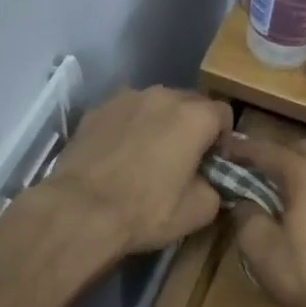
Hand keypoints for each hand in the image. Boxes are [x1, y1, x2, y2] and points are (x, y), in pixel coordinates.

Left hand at [43, 86, 233, 256]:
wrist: (80, 211)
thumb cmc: (147, 211)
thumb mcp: (201, 210)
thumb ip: (216, 187)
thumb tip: (209, 182)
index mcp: (195, 116)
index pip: (224, 115)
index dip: (223, 140)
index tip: (213, 164)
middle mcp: (162, 95)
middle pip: (190, 104)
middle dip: (193, 127)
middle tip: (184, 161)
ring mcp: (125, 99)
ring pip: (155, 106)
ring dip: (161, 124)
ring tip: (149, 156)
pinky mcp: (96, 110)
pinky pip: (125, 114)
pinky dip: (130, 128)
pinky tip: (121, 156)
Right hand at [226, 135, 305, 306]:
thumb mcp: (260, 248)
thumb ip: (246, 215)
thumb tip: (244, 202)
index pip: (268, 151)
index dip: (242, 149)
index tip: (224, 149)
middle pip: (302, 152)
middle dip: (276, 157)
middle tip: (253, 171)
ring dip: (300, 176)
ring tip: (280, 195)